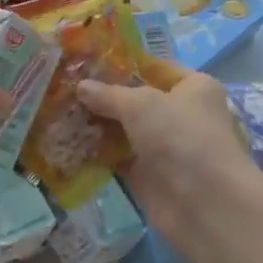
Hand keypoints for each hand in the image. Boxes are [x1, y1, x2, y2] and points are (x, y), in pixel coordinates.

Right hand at [77, 62, 256, 240]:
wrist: (202, 201)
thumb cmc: (179, 136)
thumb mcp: (140, 104)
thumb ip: (108, 94)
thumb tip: (81, 86)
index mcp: (193, 88)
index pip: (155, 68)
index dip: (124, 64)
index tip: (88, 61)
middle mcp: (181, 114)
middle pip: (136, 100)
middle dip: (103, 96)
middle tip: (65, 86)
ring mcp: (164, 146)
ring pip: (124, 129)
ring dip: (97, 124)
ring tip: (60, 111)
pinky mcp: (148, 174)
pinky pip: (117, 157)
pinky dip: (97, 152)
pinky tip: (67, 141)